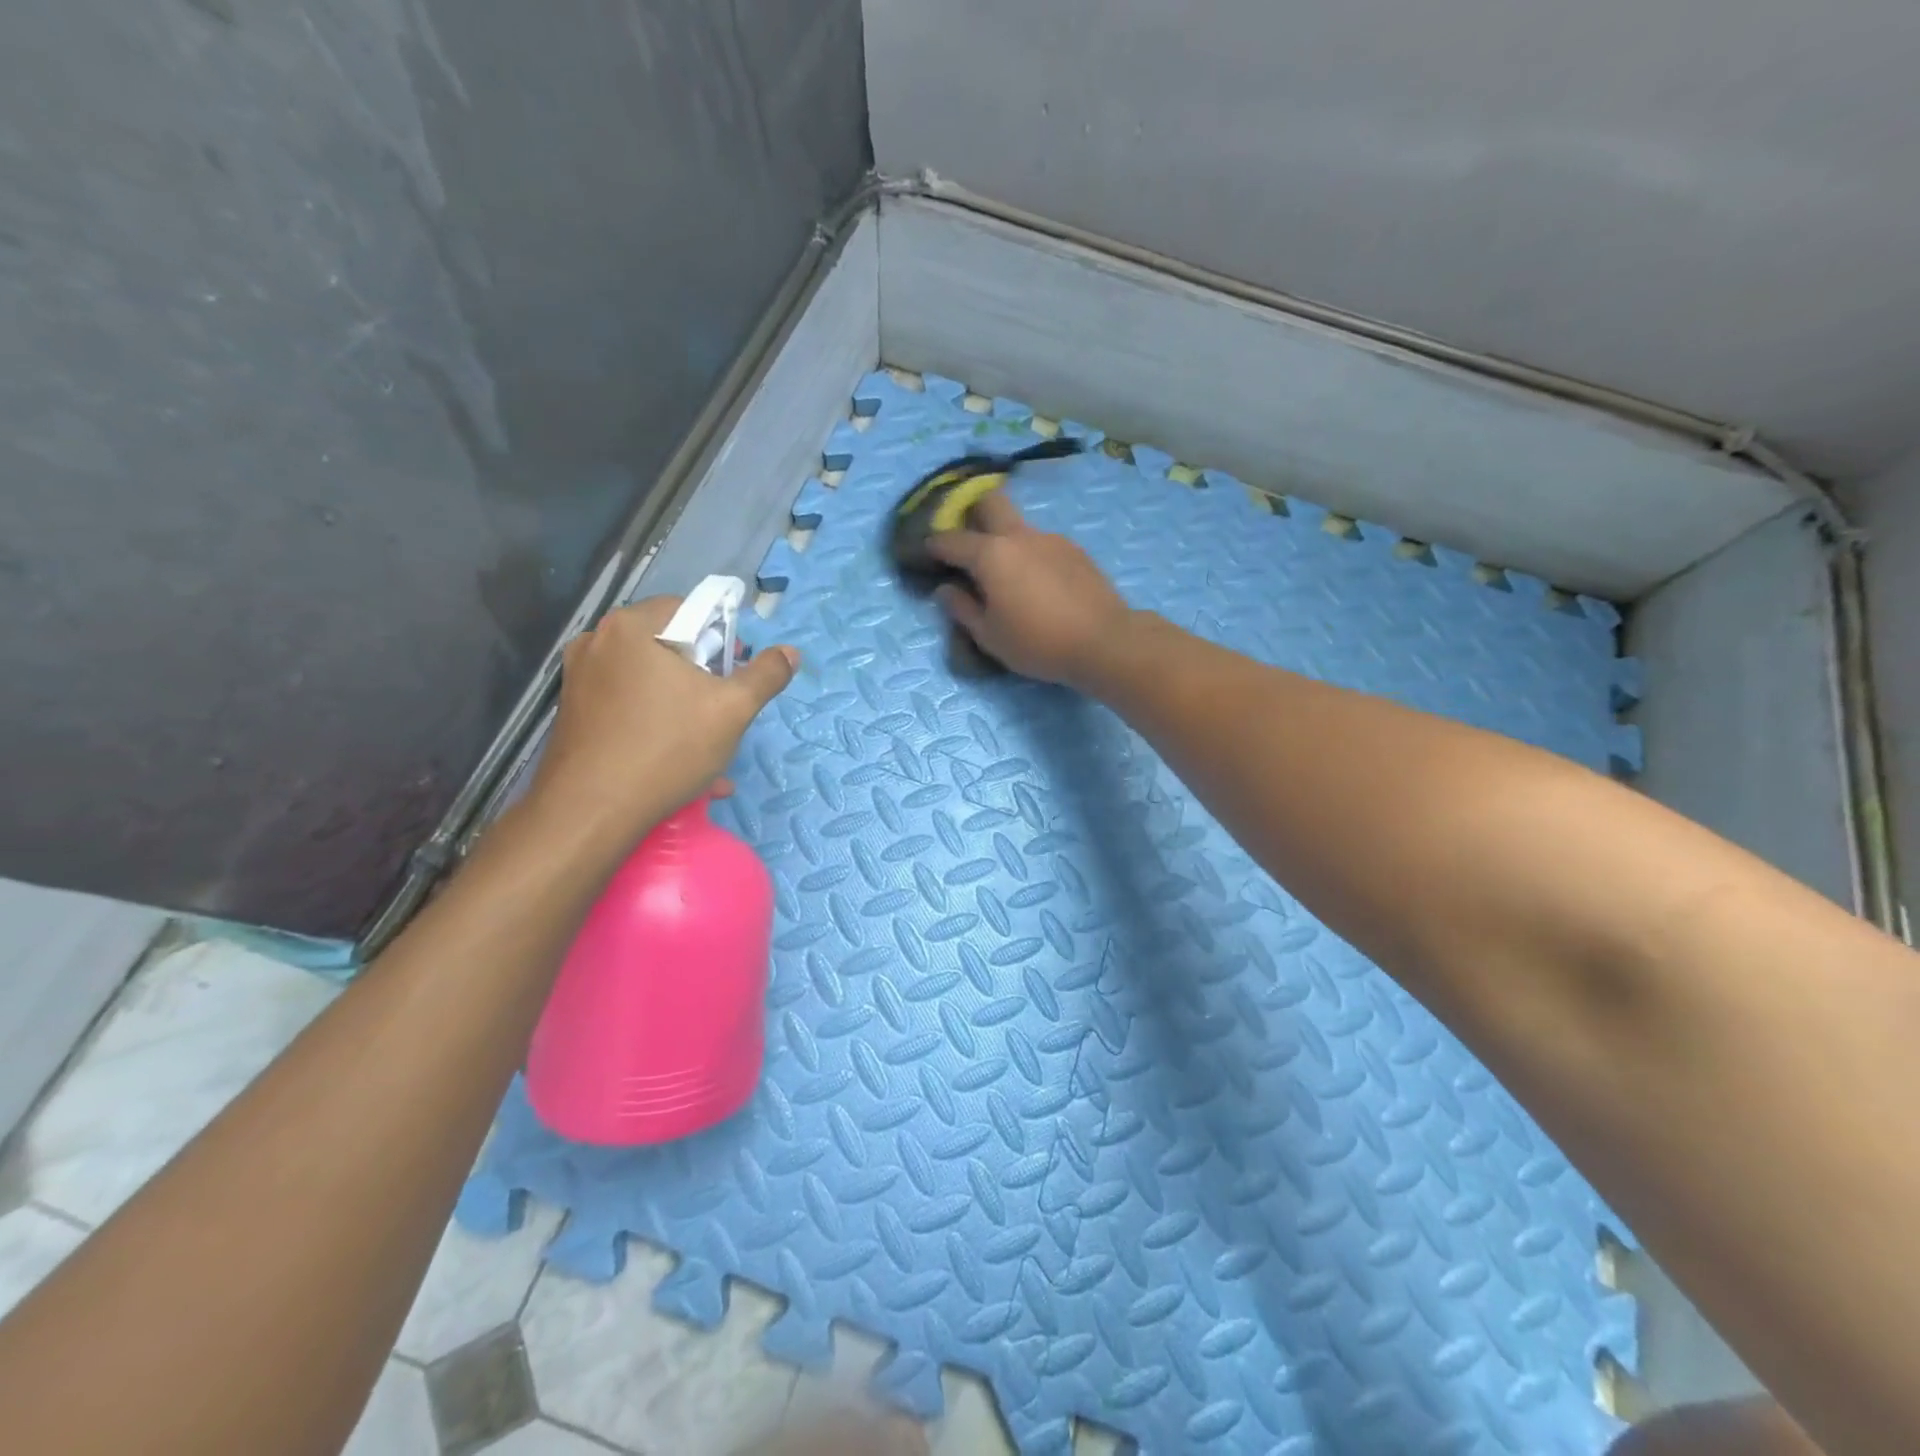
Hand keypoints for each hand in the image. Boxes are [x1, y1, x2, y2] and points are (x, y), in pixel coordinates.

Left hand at [528, 596, 797, 838]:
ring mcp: (580, 679)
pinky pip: (629, 708)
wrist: (590, 812)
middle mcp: (597, 643)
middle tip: (724, 710)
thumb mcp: (733, 709)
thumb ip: (766, 675)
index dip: (720, 638)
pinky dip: (657, 725)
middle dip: (704, 677)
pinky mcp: (574, 714)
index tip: (734, 673)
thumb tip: (790, 652)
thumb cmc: (667, 748)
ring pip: (650, 682)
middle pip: (668, 646)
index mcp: (631, 627)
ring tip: (710, 747)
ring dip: (685, 707)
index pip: (688, 609)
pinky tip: (681, 765)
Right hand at [927, 492, 1132, 687]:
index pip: (951, 540)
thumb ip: (962, 609)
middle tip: (967, 543)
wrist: (1104, 641)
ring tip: (1007, 575)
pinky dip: (1030, 555)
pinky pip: (1042, 544)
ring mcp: (1052, 539)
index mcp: (991, 554)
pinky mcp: (1076, 551)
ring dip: (1005, 540)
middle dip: (972, 513)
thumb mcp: (989, 636)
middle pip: (991, 502)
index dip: (934, 545)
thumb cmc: (1038, 643)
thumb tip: (945, 589)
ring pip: (1019, 525)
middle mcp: (1020, 535)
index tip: (926, 553)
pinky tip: (1037, 584)